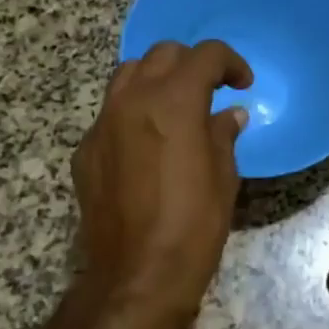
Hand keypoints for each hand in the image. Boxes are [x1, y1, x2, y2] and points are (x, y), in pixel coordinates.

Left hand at [73, 39, 252, 328]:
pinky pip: (111, 112)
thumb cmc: (194, 225)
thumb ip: (223, 135)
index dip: (230, 63)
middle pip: (162, 55)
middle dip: (192, 64)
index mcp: (174, 102)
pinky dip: (133, 112)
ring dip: (157, 79)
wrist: (138, 273)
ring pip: (128, 75)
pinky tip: (148, 143)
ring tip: (175, 106)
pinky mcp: (86, 150)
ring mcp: (103, 124)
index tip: (242, 83)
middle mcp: (133, 100)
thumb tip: (228, 116)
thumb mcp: (224, 178)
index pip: (205, 55)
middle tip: (211, 90)